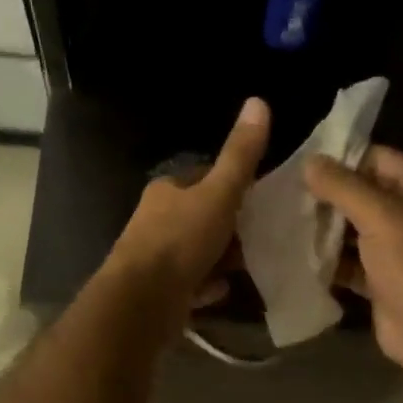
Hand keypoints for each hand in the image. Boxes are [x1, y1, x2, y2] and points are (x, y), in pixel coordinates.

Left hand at [111, 98, 270, 314]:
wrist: (143, 301)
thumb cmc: (180, 241)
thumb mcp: (219, 194)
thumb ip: (240, 156)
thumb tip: (259, 101)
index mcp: (166, 191)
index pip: (204, 179)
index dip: (232, 187)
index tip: (258, 200)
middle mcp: (155, 221)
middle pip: (201, 218)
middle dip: (228, 228)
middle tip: (258, 239)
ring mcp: (155, 258)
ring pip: (196, 252)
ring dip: (219, 260)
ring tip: (245, 266)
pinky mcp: (158, 291)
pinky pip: (190, 283)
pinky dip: (206, 286)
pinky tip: (220, 291)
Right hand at [304, 146, 402, 374]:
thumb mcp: (379, 216)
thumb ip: (343, 186)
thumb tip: (309, 161)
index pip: (380, 160)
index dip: (345, 159)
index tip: (305, 164)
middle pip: (365, 196)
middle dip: (329, 196)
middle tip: (289, 195)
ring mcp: (398, 251)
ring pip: (355, 231)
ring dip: (326, 230)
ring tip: (287, 222)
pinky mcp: (382, 281)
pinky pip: (352, 263)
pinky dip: (330, 261)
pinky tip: (300, 257)